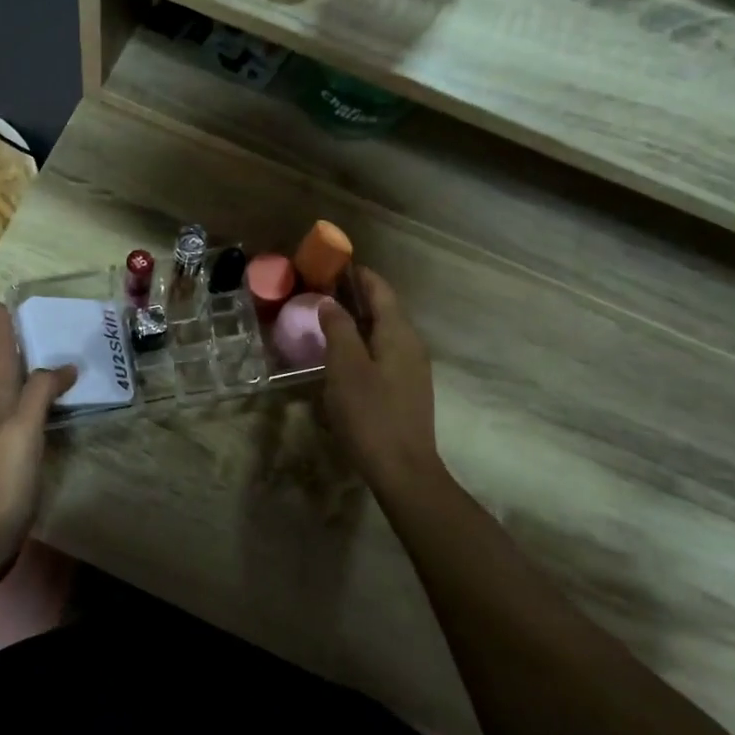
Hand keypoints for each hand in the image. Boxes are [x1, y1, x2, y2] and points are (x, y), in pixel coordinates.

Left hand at [0, 303, 76, 554]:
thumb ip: (40, 392)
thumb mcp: (23, 426)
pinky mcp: (15, 457)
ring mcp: (5, 437)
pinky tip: (54, 406)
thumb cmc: (4, 475)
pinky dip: (42, 401)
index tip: (1, 303)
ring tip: (50, 356)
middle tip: (31, 322)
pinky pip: (31, 416)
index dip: (1, 329)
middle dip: (14, 345)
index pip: (0, 355)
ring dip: (29, 371)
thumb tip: (64, 365)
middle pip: (6, 371)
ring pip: (17, 393)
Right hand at [317, 268, 440, 490]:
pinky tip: (344, 356)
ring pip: (384, 333)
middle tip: (321, 292)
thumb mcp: (346, 368)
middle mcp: (411, 345)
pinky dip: (364, 343)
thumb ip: (338, 330)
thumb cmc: (371, 414)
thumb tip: (329, 303)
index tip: (333, 265)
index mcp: (399, 334)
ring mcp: (412, 369)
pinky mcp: (406, 390)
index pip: (381, 291)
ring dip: (358, 321)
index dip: (359, 275)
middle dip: (356, 296)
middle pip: (385, 309)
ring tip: (328, 320)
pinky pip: (384, 353)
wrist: (403, 469)